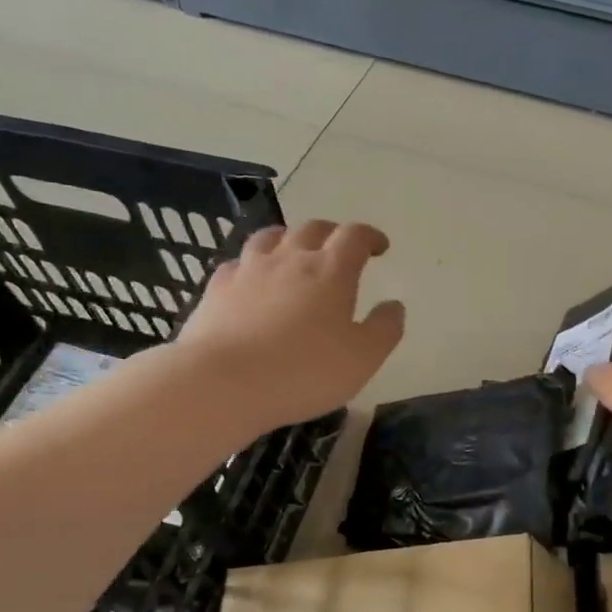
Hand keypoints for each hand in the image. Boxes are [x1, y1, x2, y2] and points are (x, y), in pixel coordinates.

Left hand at [179, 220, 404, 428]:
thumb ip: (384, 329)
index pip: (355, 236)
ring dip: (289, 239)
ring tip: (295, 252)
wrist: (223, 383)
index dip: (370, 236)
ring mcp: (248, 270)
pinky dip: (253, 264)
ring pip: (271, 237)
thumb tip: (394, 306)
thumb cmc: (304, 371)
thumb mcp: (363, 359)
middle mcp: (290, 258)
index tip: (380, 247)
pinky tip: (252, 279)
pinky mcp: (217, 288)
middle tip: (341, 249)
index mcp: (331, 271)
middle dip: (332, 234)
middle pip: (313, 228)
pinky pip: (238, 263)